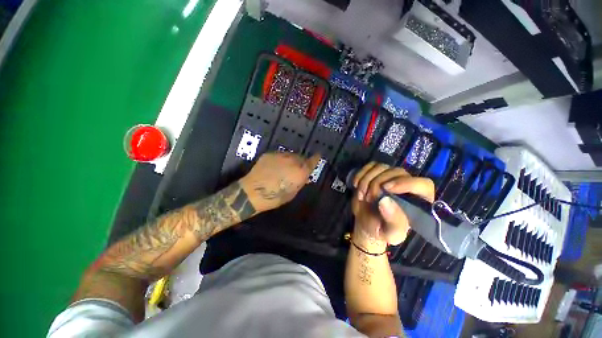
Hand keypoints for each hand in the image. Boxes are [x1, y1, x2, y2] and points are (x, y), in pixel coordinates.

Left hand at [239, 152, 320, 212]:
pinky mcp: (271, 154)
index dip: (316, 158)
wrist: (253, 191)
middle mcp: (293, 160)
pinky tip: (275, 167)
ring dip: (291, 160)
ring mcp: (281, 155)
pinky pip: (280, 155)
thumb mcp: (292, 192)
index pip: (312, 161)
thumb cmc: (275, 197)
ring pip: (291, 155)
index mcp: (300, 171)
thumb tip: (306, 177)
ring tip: (285, 168)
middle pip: (301, 157)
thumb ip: (301, 182)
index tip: (318, 155)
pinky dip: (281, 160)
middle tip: (296, 169)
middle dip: (301, 162)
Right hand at [351, 162, 434, 251]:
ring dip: (367, 180)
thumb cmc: (381, 229)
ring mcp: (390, 177)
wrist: (366, 222)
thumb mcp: (390, 233)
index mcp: (418, 201)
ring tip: (361, 195)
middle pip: (397, 172)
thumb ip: (393, 221)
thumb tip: (385, 201)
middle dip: (378, 184)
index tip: (386, 189)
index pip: (423, 184)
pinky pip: (370, 165)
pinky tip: (356, 185)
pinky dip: (361, 174)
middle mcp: (407, 185)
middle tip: (368, 198)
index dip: (406, 183)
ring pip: (382, 167)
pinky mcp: (377, 173)